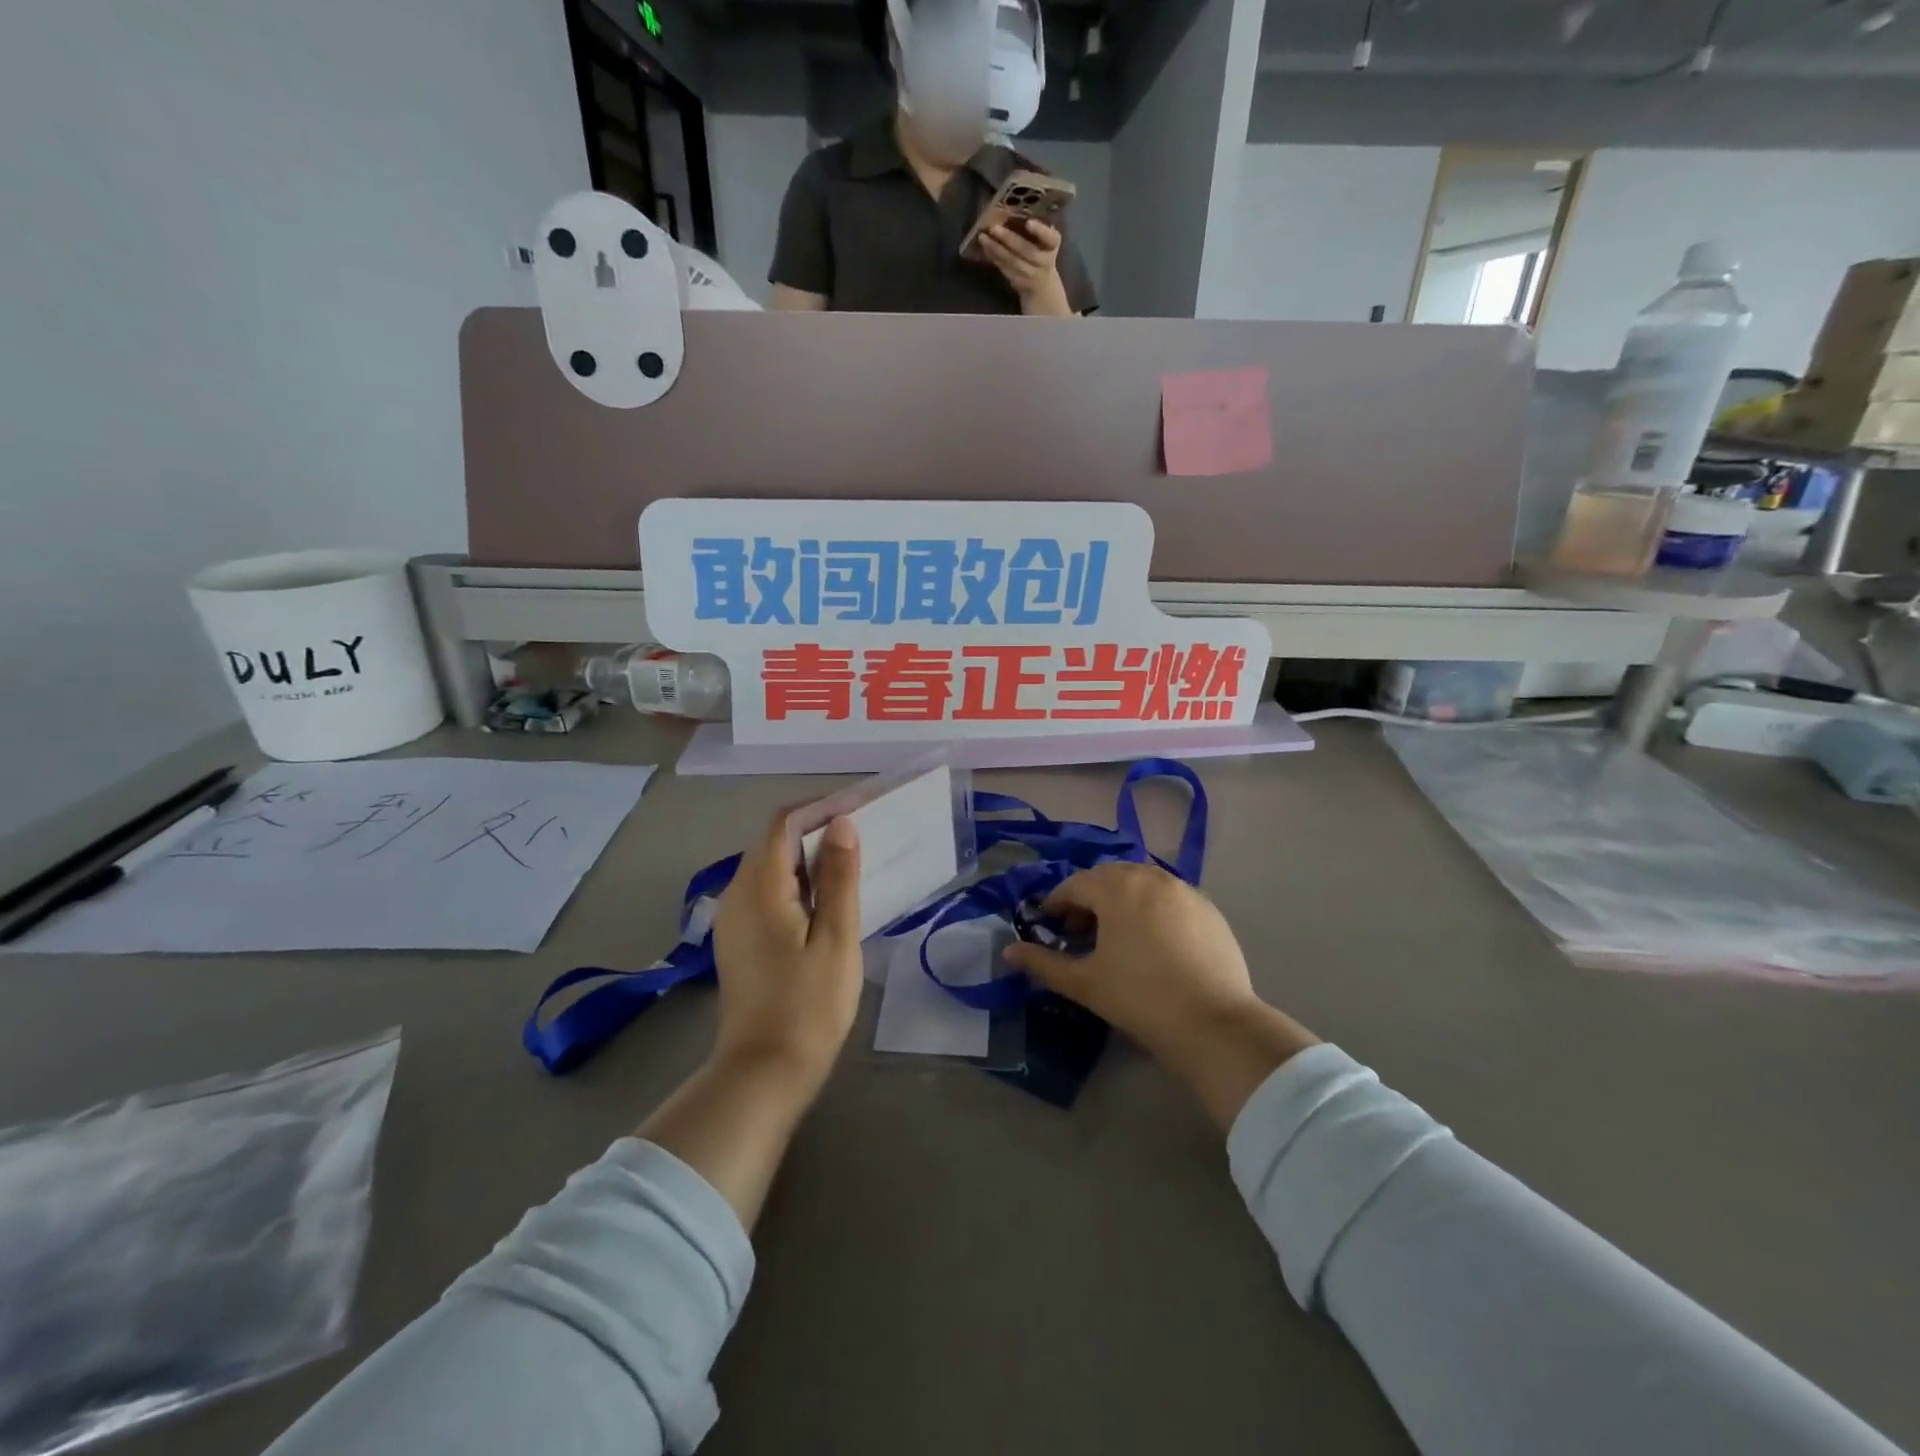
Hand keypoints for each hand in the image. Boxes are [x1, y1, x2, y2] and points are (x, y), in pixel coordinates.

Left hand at [710, 807, 863, 1088]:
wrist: (764, 1073)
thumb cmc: (809, 1005)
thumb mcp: (836, 938)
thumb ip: (839, 877)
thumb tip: (842, 824)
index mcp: (758, 887)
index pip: (783, 823)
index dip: (820, 808)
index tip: (860, 809)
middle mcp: (736, 894)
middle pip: (774, 842)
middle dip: (817, 831)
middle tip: (865, 837)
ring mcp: (733, 919)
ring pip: (770, 868)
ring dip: (808, 859)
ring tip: (853, 866)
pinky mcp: (739, 941)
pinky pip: (767, 894)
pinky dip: (797, 885)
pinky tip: (827, 902)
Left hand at [979, 219, 1073, 316]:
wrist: (1042, 287)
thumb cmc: (1042, 253)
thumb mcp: (1045, 240)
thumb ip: (1036, 227)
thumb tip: (1015, 205)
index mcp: (1052, 246)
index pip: (1051, 238)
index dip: (1040, 231)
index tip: (1029, 222)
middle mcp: (1044, 262)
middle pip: (1026, 251)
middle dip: (1009, 239)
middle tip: (993, 227)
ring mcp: (1031, 275)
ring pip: (1012, 262)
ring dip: (996, 250)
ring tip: (983, 237)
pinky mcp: (1018, 282)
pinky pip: (1004, 269)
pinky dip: (994, 258)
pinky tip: (985, 248)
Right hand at [1003, 862, 1318, 1126]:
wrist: (1215, 1025)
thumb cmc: (1140, 999)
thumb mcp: (1084, 983)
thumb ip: (1043, 964)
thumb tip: (1009, 952)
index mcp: (1118, 888)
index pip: (1075, 885)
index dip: (1056, 904)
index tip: (1048, 926)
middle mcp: (1151, 878)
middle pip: (1109, 877)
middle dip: (1089, 898)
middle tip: (1080, 931)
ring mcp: (1185, 891)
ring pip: (1141, 883)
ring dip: (1121, 899)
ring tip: (1116, 934)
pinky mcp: (1209, 909)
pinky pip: (1169, 897)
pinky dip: (1151, 908)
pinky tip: (1153, 941)